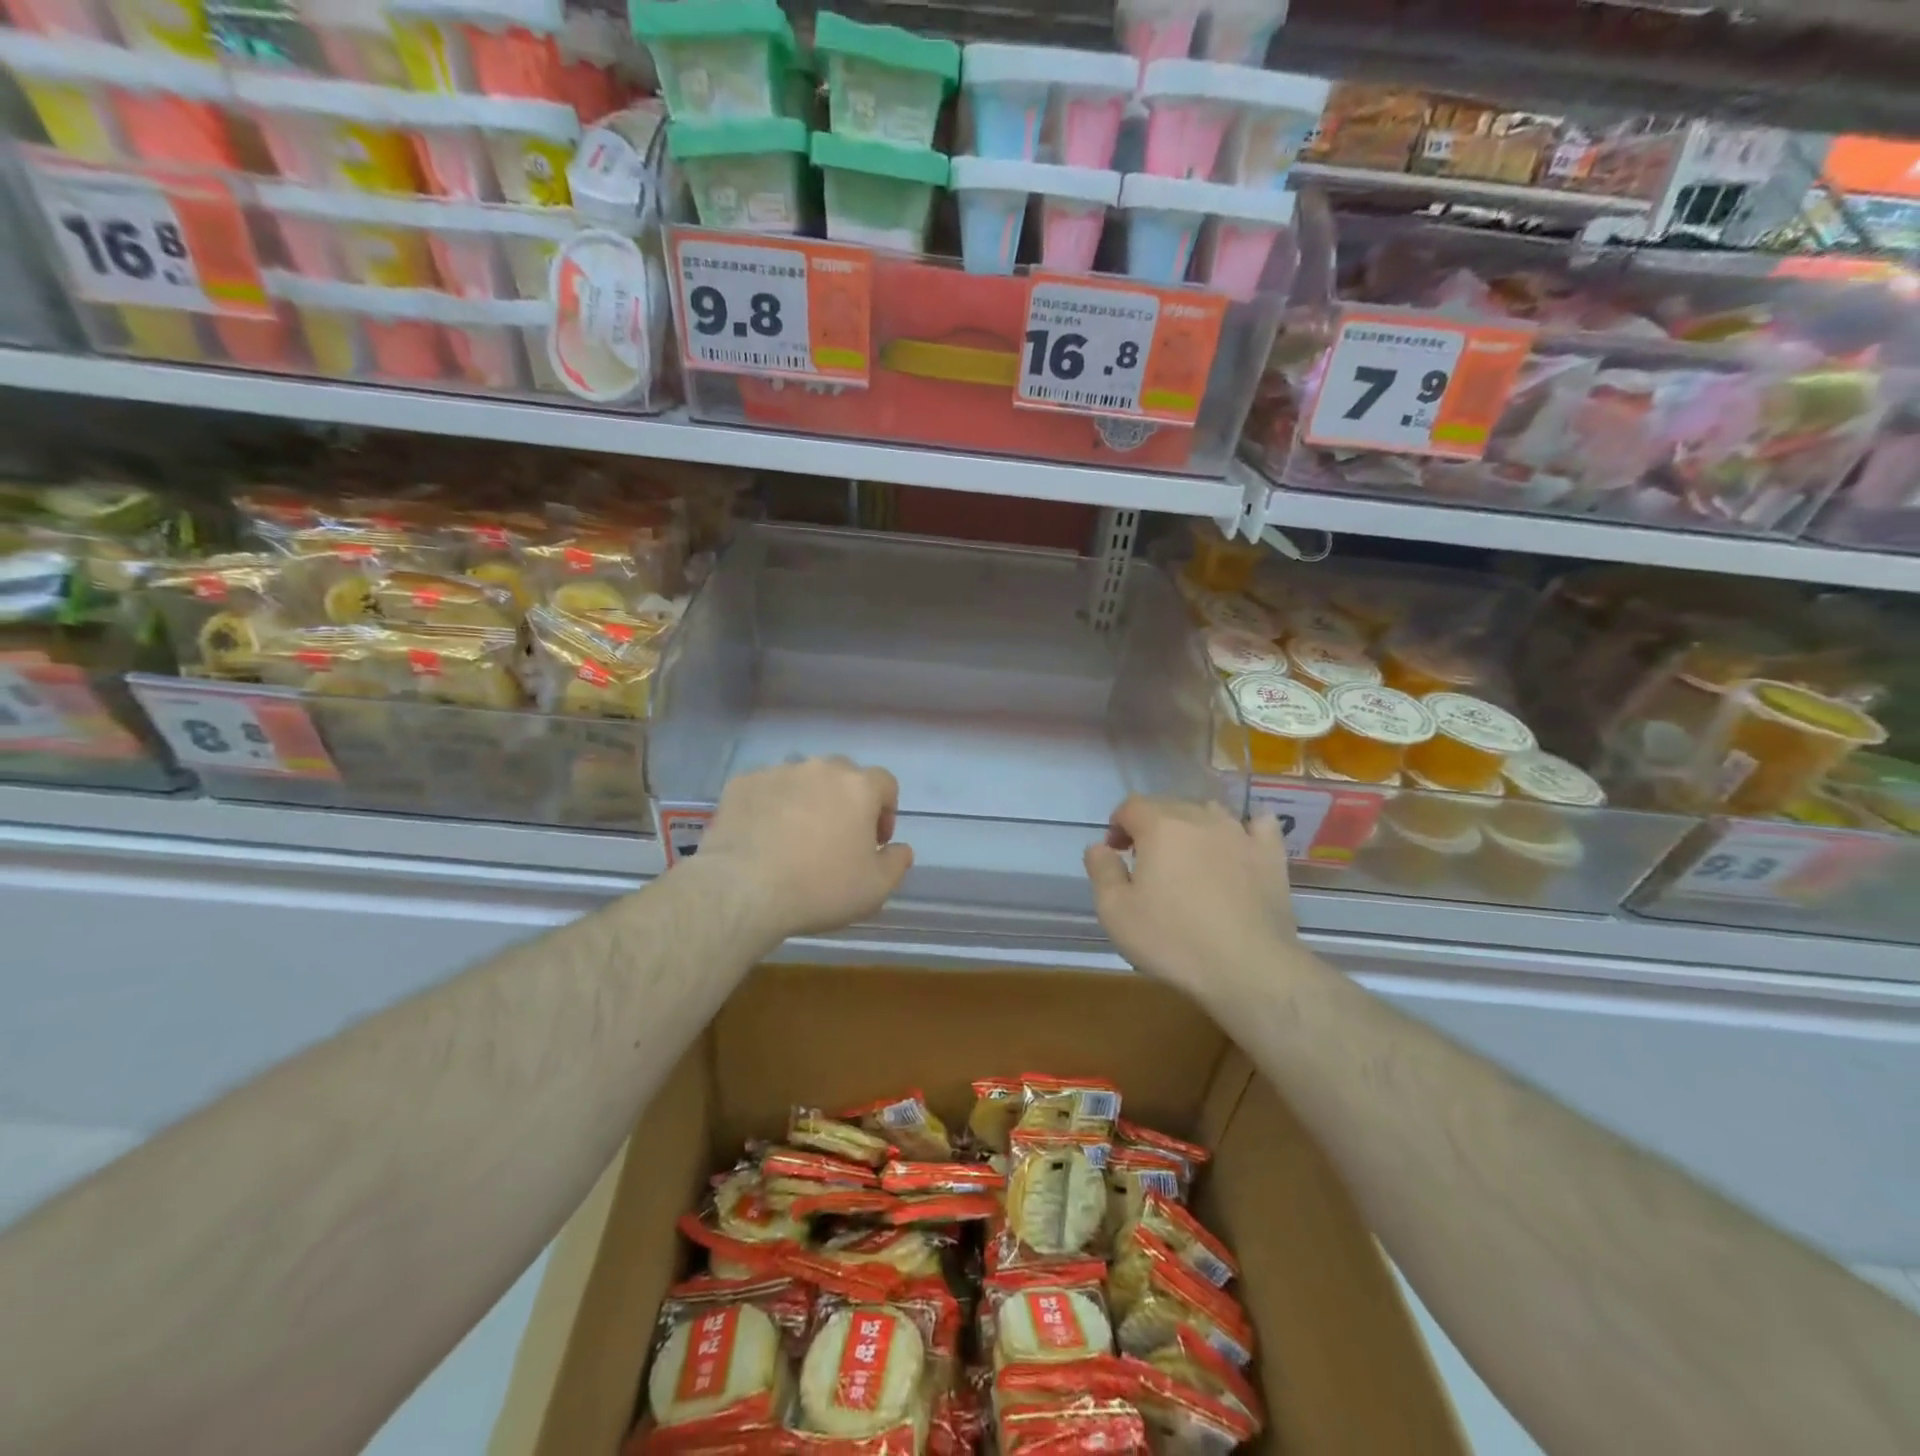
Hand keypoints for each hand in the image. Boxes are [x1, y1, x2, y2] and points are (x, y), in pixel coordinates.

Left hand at [699, 757, 913, 943]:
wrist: (742, 889)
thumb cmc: (819, 888)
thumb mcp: (876, 888)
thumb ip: (897, 862)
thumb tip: (900, 848)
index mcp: (859, 787)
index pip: (885, 783)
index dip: (886, 811)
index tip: (874, 842)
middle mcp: (821, 769)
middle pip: (843, 776)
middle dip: (846, 802)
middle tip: (836, 838)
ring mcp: (778, 772)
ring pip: (803, 780)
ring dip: (807, 800)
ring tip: (795, 837)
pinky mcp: (743, 783)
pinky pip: (766, 789)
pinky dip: (770, 805)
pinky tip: (762, 836)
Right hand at [1085, 797, 1300, 1006]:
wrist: (1248, 968)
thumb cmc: (1173, 940)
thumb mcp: (1115, 912)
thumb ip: (1101, 871)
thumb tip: (1098, 846)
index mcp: (1160, 827)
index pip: (1131, 806)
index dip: (1118, 824)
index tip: (1115, 852)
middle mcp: (1200, 818)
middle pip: (1169, 806)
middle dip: (1152, 826)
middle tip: (1146, 863)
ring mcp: (1240, 834)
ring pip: (1210, 812)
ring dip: (1193, 826)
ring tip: (1189, 858)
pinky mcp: (1271, 855)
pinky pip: (1259, 825)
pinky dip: (1245, 830)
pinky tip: (1239, 846)